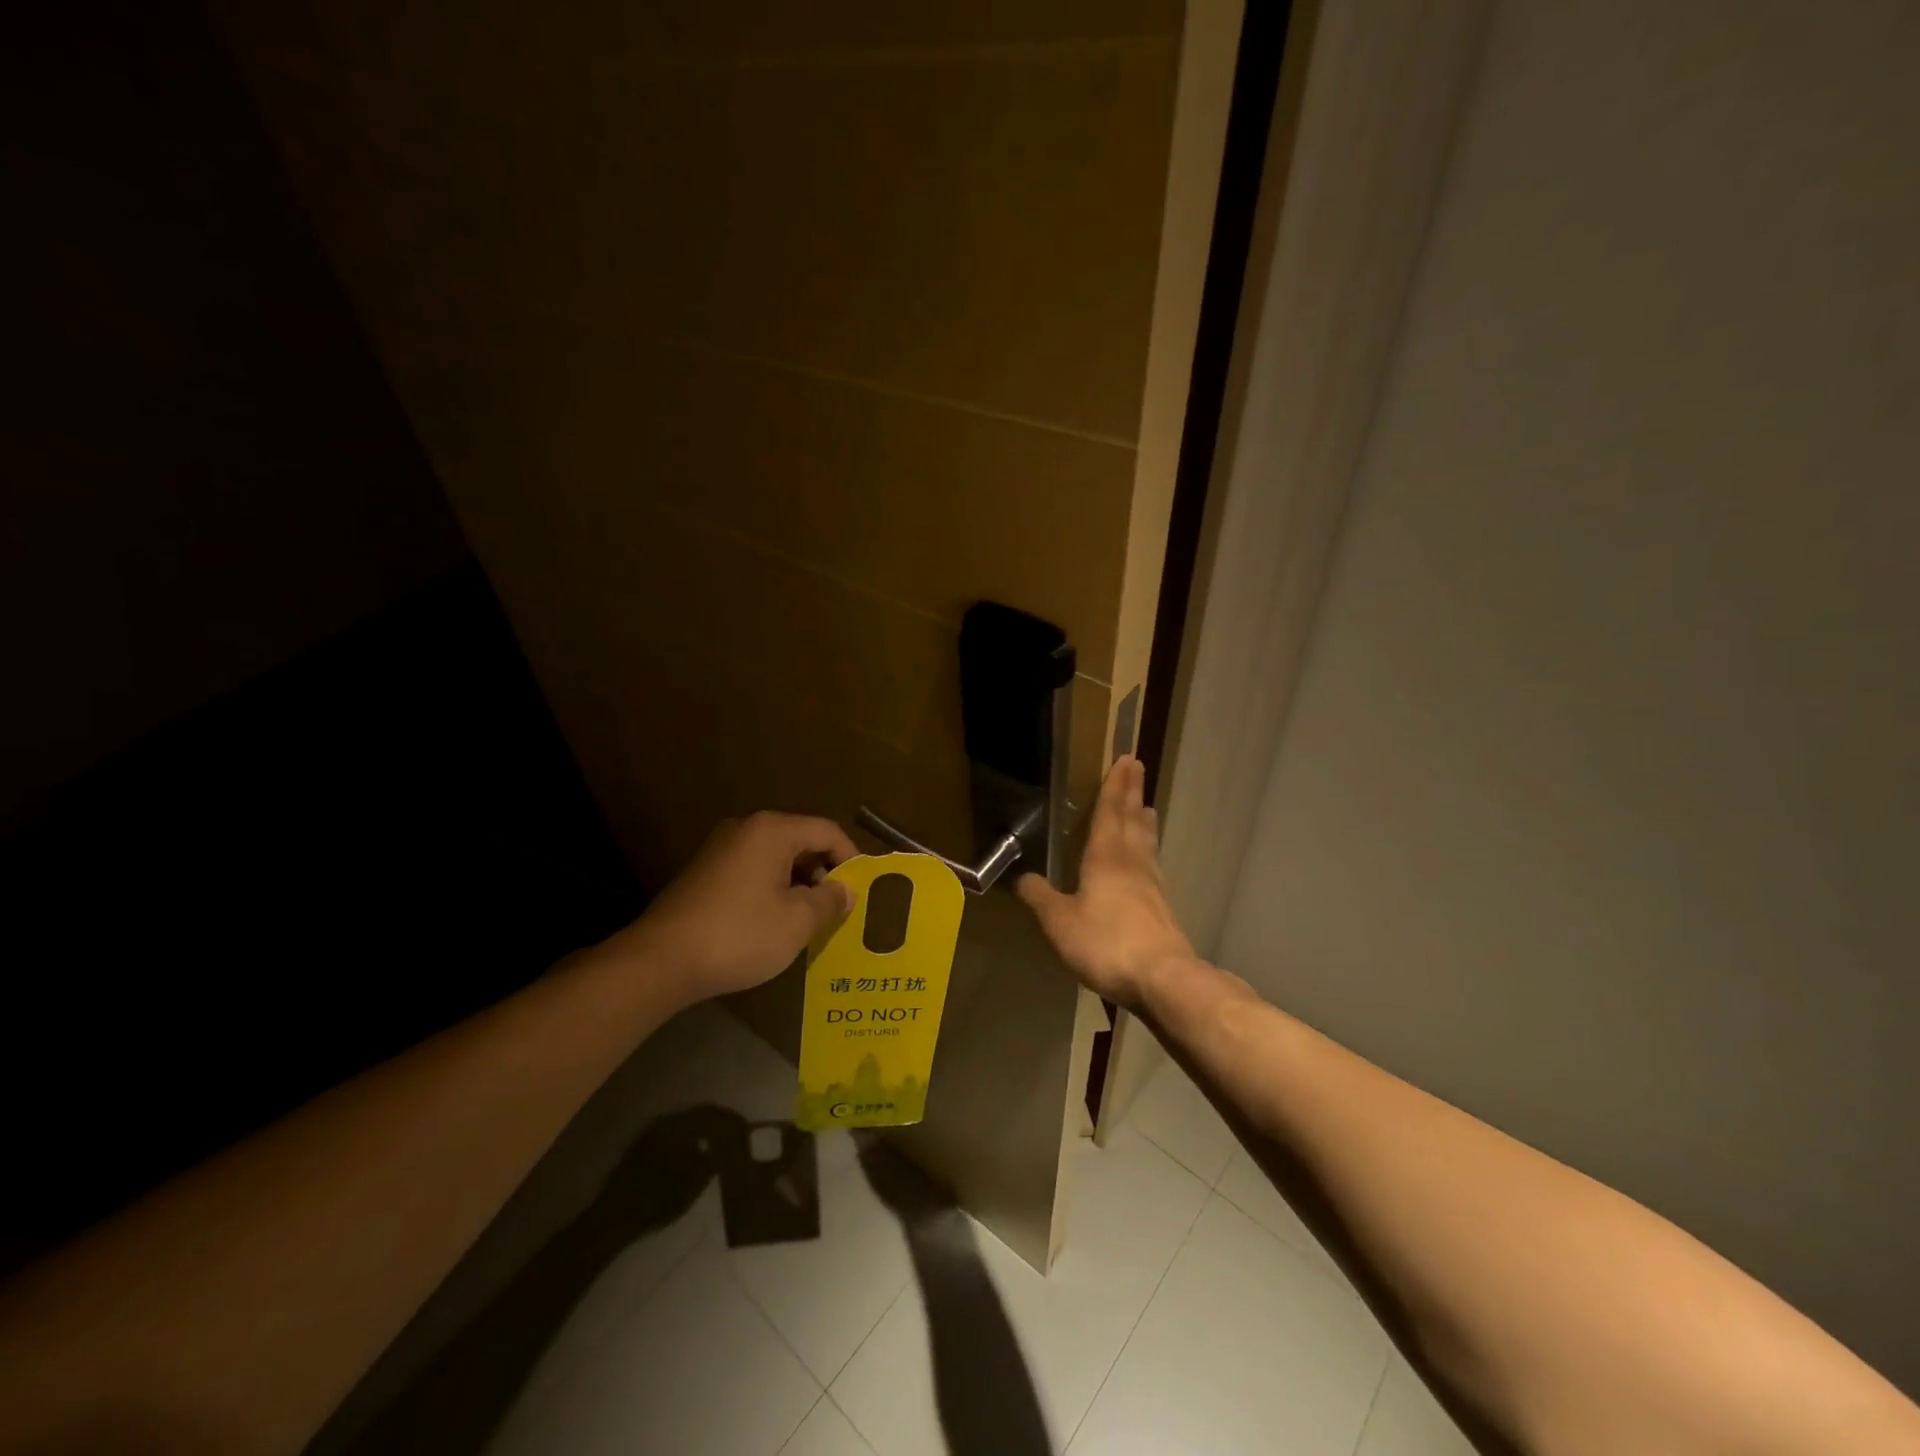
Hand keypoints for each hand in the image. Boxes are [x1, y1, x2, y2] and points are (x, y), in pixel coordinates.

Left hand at [616, 811, 858, 1004]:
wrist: (661, 961)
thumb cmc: (740, 934)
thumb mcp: (798, 921)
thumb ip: (830, 900)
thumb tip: (845, 889)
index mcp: (772, 831)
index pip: (827, 831)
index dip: (850, 858)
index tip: (860, 890)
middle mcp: (746, 830)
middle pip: (800, 841)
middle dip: (823, 873)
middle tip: (837, 908)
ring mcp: (721, 850)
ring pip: (776, 859)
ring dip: (797, 884)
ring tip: (809, 920)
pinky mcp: (704, 873)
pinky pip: (752, 872)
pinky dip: (771, 890)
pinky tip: (773, 923)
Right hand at [1017, 756, 1193, 1009]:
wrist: (1162, 978)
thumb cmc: (1106, 942)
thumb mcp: (1060, 921)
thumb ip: (1041, 897)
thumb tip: (1022, 878)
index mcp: (1106, 858)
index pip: (1110, 812)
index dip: (1114, 786)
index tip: (1125, 759)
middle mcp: (1132, 863)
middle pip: (1132, 820)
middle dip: (1132, 793)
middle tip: (1138, 767)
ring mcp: (1152, 886)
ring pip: (1147, 843)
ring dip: (1144, 822)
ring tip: (1147, 808)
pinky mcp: (1163, 908)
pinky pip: (1153, 866)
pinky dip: (1149, 852)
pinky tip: (1148, 862)